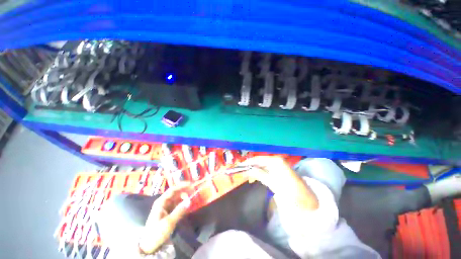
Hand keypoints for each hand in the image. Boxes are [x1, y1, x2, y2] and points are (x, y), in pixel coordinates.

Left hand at [139, 182, 191, 253]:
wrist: (149, 246)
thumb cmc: (157, 232)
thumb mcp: (168, 222)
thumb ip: (179, 210)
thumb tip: (190, 200)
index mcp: (161, 202)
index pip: (173, 189)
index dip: (182, 185)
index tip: (192, 184)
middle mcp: (164, 202)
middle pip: (176, 193)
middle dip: (185, 191)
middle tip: (194, 191)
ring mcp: (166, 208)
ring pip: (177, 199)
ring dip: (185, 197)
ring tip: (193, 198)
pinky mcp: (169, 213)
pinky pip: (177, 205)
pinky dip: (183, 204)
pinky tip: (189, 205)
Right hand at [243, 156, 317, 209]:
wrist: (305, 198)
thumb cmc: (289, 189)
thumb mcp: (272, 182)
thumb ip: (258, 174)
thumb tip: (246, 170)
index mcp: (274, 161)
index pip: (257, 159)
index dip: (247, 162)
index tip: (238, 166)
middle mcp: (275, 160)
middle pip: (259, 161)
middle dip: (249, 166)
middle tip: (240, 171)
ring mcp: (276, 164)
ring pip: (261, 165)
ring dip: (253, 170)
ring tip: (245, 175)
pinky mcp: (277, 170)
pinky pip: (265, 169)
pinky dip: (259, 172)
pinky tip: (254, 177)